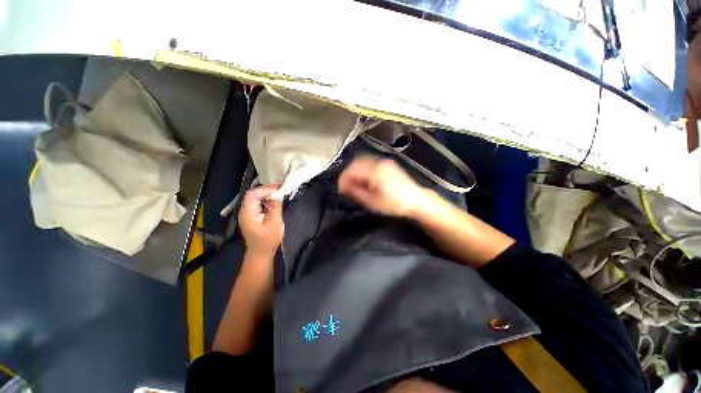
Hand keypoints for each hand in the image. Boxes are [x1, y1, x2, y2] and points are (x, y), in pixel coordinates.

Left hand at [239, 185, 283, 258]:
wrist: (261, 254)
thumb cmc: (268, 240)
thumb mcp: (274, 224)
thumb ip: (275, 208)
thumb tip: (277, 195)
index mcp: (248, 213)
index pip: (253, 195)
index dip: (266, 189)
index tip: (279, 188)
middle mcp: (246, 211)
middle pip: (254, 194)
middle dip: (268, 189)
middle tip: (282, 187)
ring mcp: (249, 213)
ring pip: (257, 197)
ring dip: (268, 193)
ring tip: (281, 190)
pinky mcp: (254, 215)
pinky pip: (260, 203)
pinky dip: (268, 199)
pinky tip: (276, 198)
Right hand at [338, 156, 426, 216]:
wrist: (416, 200)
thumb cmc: (395, 204)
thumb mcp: (372, 202)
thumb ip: (356, 192)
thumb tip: (345, 187)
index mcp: (375, 171)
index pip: (352, 169)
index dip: (343, 178)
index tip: (340, 188)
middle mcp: (379, 162)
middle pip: (356, 162)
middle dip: (348, 173)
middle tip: (346, 186)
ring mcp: (384, 161)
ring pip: (362, 160)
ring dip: (355, 170)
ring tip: (354, 183)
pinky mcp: (388, 163)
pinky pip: (370, 162)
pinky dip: (363, 168)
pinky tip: (364, 179)